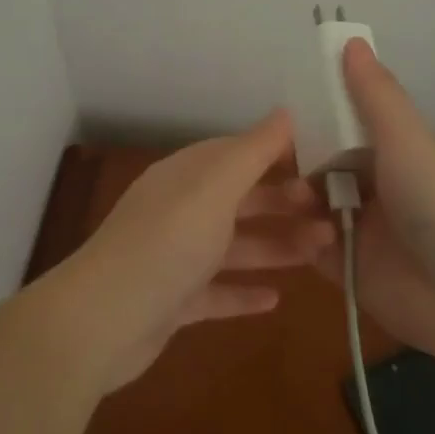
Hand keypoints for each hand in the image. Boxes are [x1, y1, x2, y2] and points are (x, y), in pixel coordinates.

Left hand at [47, 110, 335, 391]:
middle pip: (239, 200)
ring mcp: (175, 257)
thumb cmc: (166, 242)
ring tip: (323, 252)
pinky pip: (217, 291)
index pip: (235, 153)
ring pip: (234, 246)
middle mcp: (179, 210)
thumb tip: (285, 112)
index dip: (276, 154)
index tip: (322, 163)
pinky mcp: (173, 301)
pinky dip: (244, 292)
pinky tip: (276, 299)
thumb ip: (252, 152)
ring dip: (275, 246)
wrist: (102, 321)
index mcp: (185, 176)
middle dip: (283, 204)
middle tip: (332, 214)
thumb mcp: (214, 188)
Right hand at [314, 40, 434, 366]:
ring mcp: (363, 229)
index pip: (350, 123)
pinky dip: (298, 236)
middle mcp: (380, 187)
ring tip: (291, 199)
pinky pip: (310, 244)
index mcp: (398, 153)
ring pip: (314, 202)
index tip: (284, 107)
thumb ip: (376, 95)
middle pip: (327, 163)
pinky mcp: (348, 268)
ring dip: (297, 197)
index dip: (319, 113)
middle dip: (300, 159)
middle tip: (271, 158)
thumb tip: (351, 41)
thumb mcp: (410, 141)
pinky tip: (289, 230)